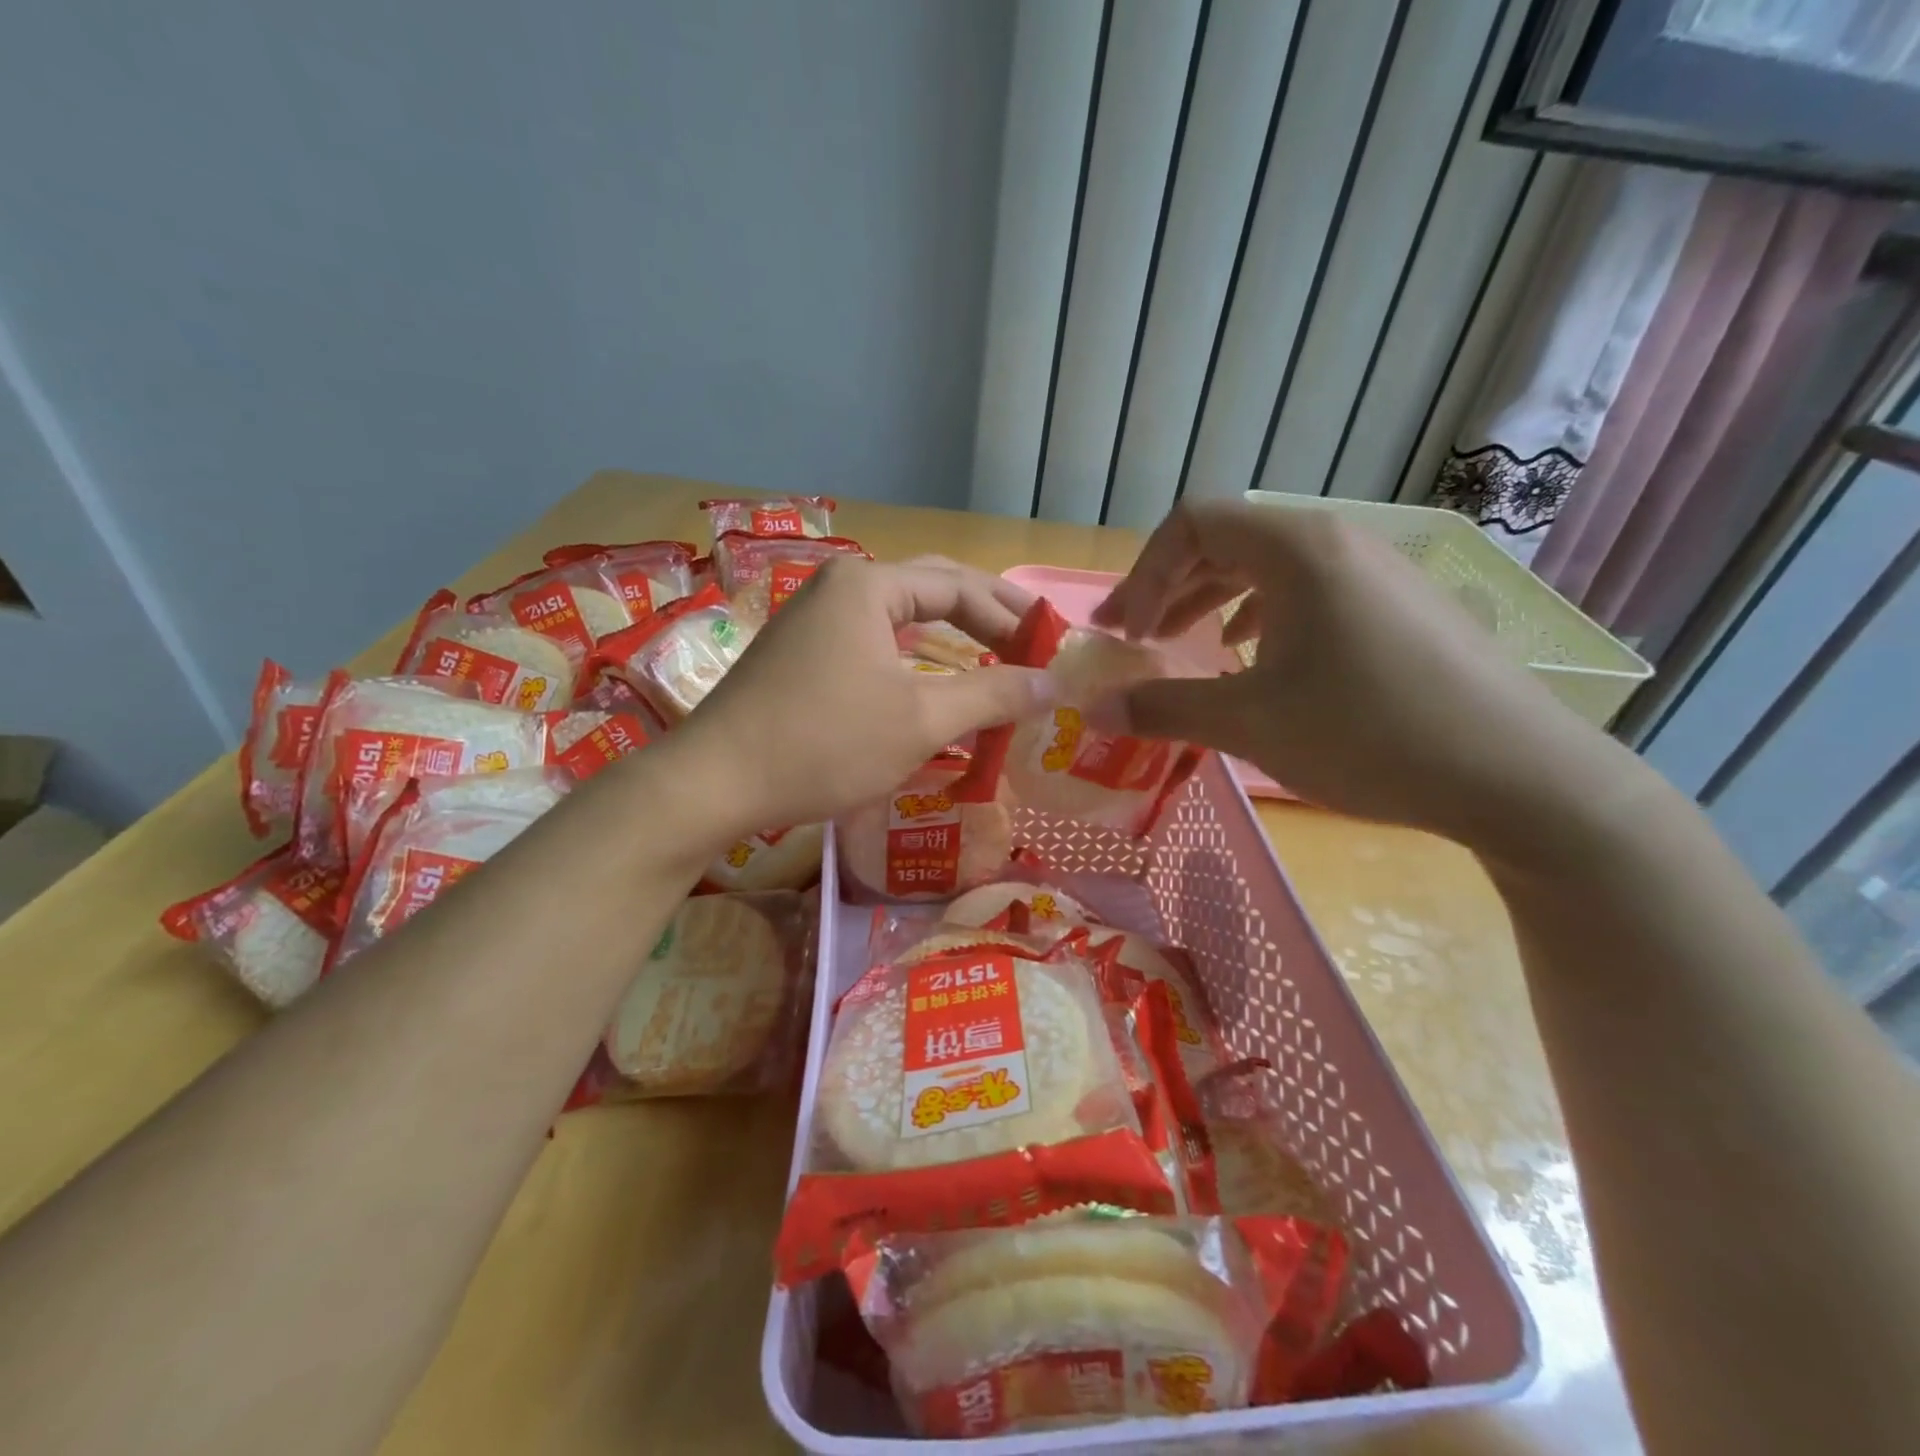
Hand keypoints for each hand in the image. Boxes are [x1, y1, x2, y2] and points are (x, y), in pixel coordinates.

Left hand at [683, 556, 1056, 832]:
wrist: (715, 781)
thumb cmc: (824, 743)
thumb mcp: (920, 720)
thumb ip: (992, 696)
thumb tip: (1054, 684)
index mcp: (868, 585)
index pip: (960, 587)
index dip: (1013, 618)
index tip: (1052, 649)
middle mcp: (840, 587)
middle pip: (931, 589)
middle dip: (985, 616)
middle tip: (1032, 641)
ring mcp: (814, 619)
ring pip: (901, 617)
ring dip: (950, 636)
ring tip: (994, 658)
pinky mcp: (801, 654)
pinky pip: (874, 642)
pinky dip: (914, 658)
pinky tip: (933, 681)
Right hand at [1091, 501, 1635, 856]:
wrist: (1519, 777)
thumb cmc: (1369, 735)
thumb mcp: (1250, 723)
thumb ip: (1163, 708)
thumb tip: (1096, 709)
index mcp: (1298, 549)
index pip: (1193, 524)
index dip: (1143, 575)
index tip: (1124, 633)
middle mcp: (1339, 541)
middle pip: (1230, 539)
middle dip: (1170, 587)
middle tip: (1137, 637)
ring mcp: (1378, 570)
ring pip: (1271, 566)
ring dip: (1214, 600)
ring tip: (1187, 645)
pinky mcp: (1402, 605)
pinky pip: (1312, 590)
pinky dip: (1264, 615)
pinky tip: (1257, 659)